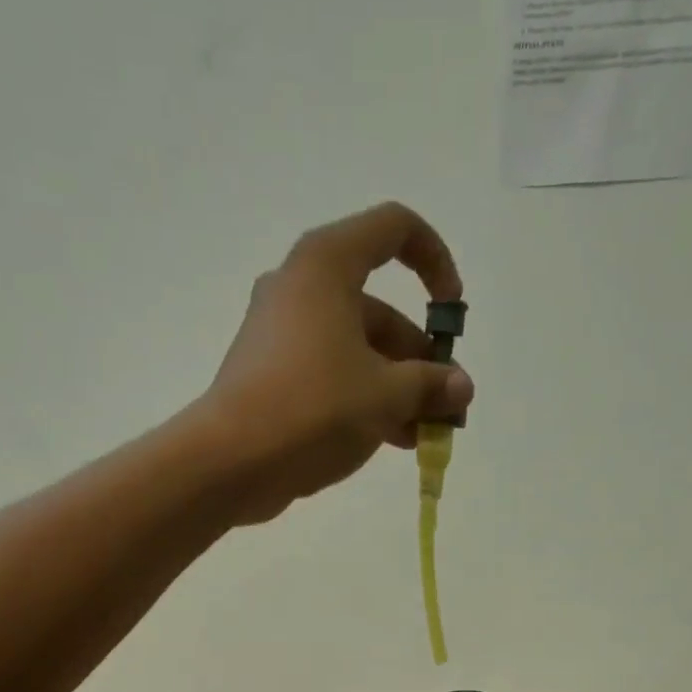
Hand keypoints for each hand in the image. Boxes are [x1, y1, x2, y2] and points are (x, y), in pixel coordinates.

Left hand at [199, 202, 475, 523]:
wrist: (231, 462)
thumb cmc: (314, 409)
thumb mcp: (386, 396)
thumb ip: (431, 385)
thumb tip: (460, 387)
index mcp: (327, 266)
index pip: (395, 230)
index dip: (435, 262)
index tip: (451, 313)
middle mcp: (301, 288)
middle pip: (378, 310)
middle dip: (420, 360)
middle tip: (447, 407)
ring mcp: (281, 334)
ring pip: (357, 350)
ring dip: (398, 389)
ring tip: (425, 436)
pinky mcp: (271, 375)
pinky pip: (331, 374)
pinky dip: (363, 400)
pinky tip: (391, 441)